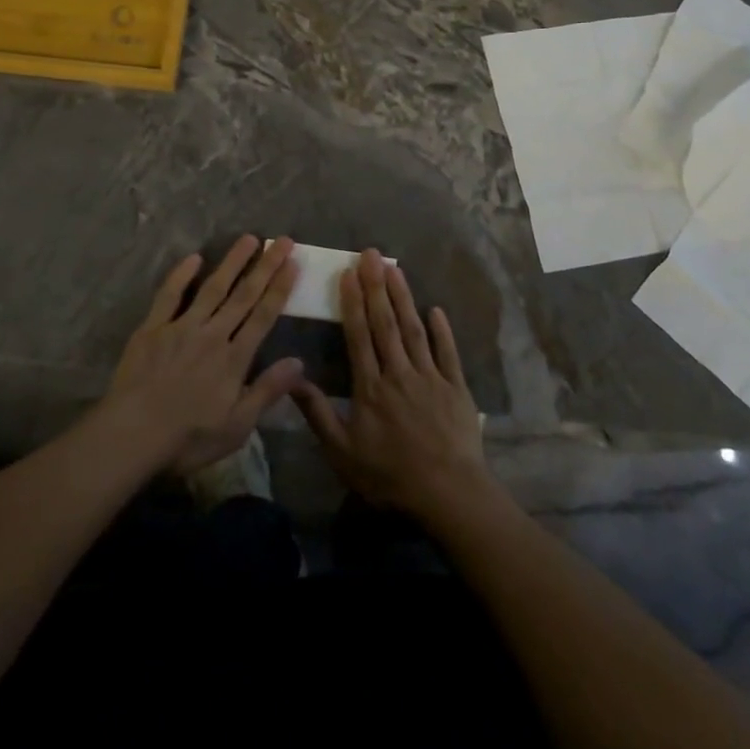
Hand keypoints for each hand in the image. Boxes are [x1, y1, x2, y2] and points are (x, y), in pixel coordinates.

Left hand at [104, 235, 303, 476]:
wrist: (131, 436)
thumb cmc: (187, 438)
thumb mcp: (237, 426)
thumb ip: (267, 390)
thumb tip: (300, 362)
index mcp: (234, 359)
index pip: (263, 316)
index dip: (280, 288)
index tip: (293, 262)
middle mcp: (212, 334)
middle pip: (244, 295)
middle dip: (265, 266)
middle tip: (283, 239)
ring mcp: (181, 327)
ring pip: (212, 287)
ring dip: (232, 262)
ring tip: (249, 238)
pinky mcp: (152, 328)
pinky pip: (169, 295)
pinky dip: (181, 275)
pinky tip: (194, 257)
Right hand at [291, 249, 494, 523]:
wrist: (447, 493)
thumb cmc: (390, 476)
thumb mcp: (343, 453)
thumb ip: (319, 414)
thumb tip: (294, 378)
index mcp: (371, 387)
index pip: (359, 336)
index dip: (353, 303)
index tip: (348, 274)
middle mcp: (399, 373)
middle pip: (386, 323)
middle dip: (376, 287)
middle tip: (371, 255)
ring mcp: (430, 377)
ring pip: (414, 330)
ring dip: (404, 298)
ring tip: (395, 268)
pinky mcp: (456, 387)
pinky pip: (448, 353)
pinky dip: (442, 330)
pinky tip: (435, 309)